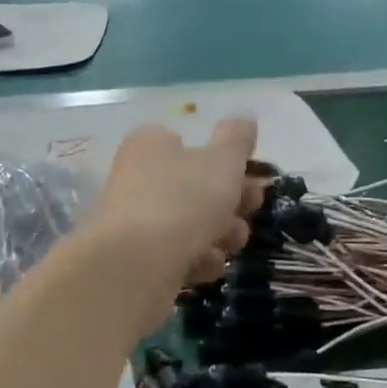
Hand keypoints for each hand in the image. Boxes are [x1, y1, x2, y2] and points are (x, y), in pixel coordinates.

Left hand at [90, 119, 264, 296]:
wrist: (136, 266)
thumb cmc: (183, 200)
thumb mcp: (223, 160)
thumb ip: (237, 138)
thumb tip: (244, 120)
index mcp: (151, 145)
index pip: (191, 145)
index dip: (226, 163)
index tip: (252, 180)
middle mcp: (137, 178)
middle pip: (195, 188)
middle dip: (230, 203)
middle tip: (250, 212)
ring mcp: (134, 220)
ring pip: (190, 225)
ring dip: (219, 235)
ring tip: (229, 244)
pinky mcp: (135, 259)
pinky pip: (176, 255)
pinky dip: (195, 260)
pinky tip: (204, 267)